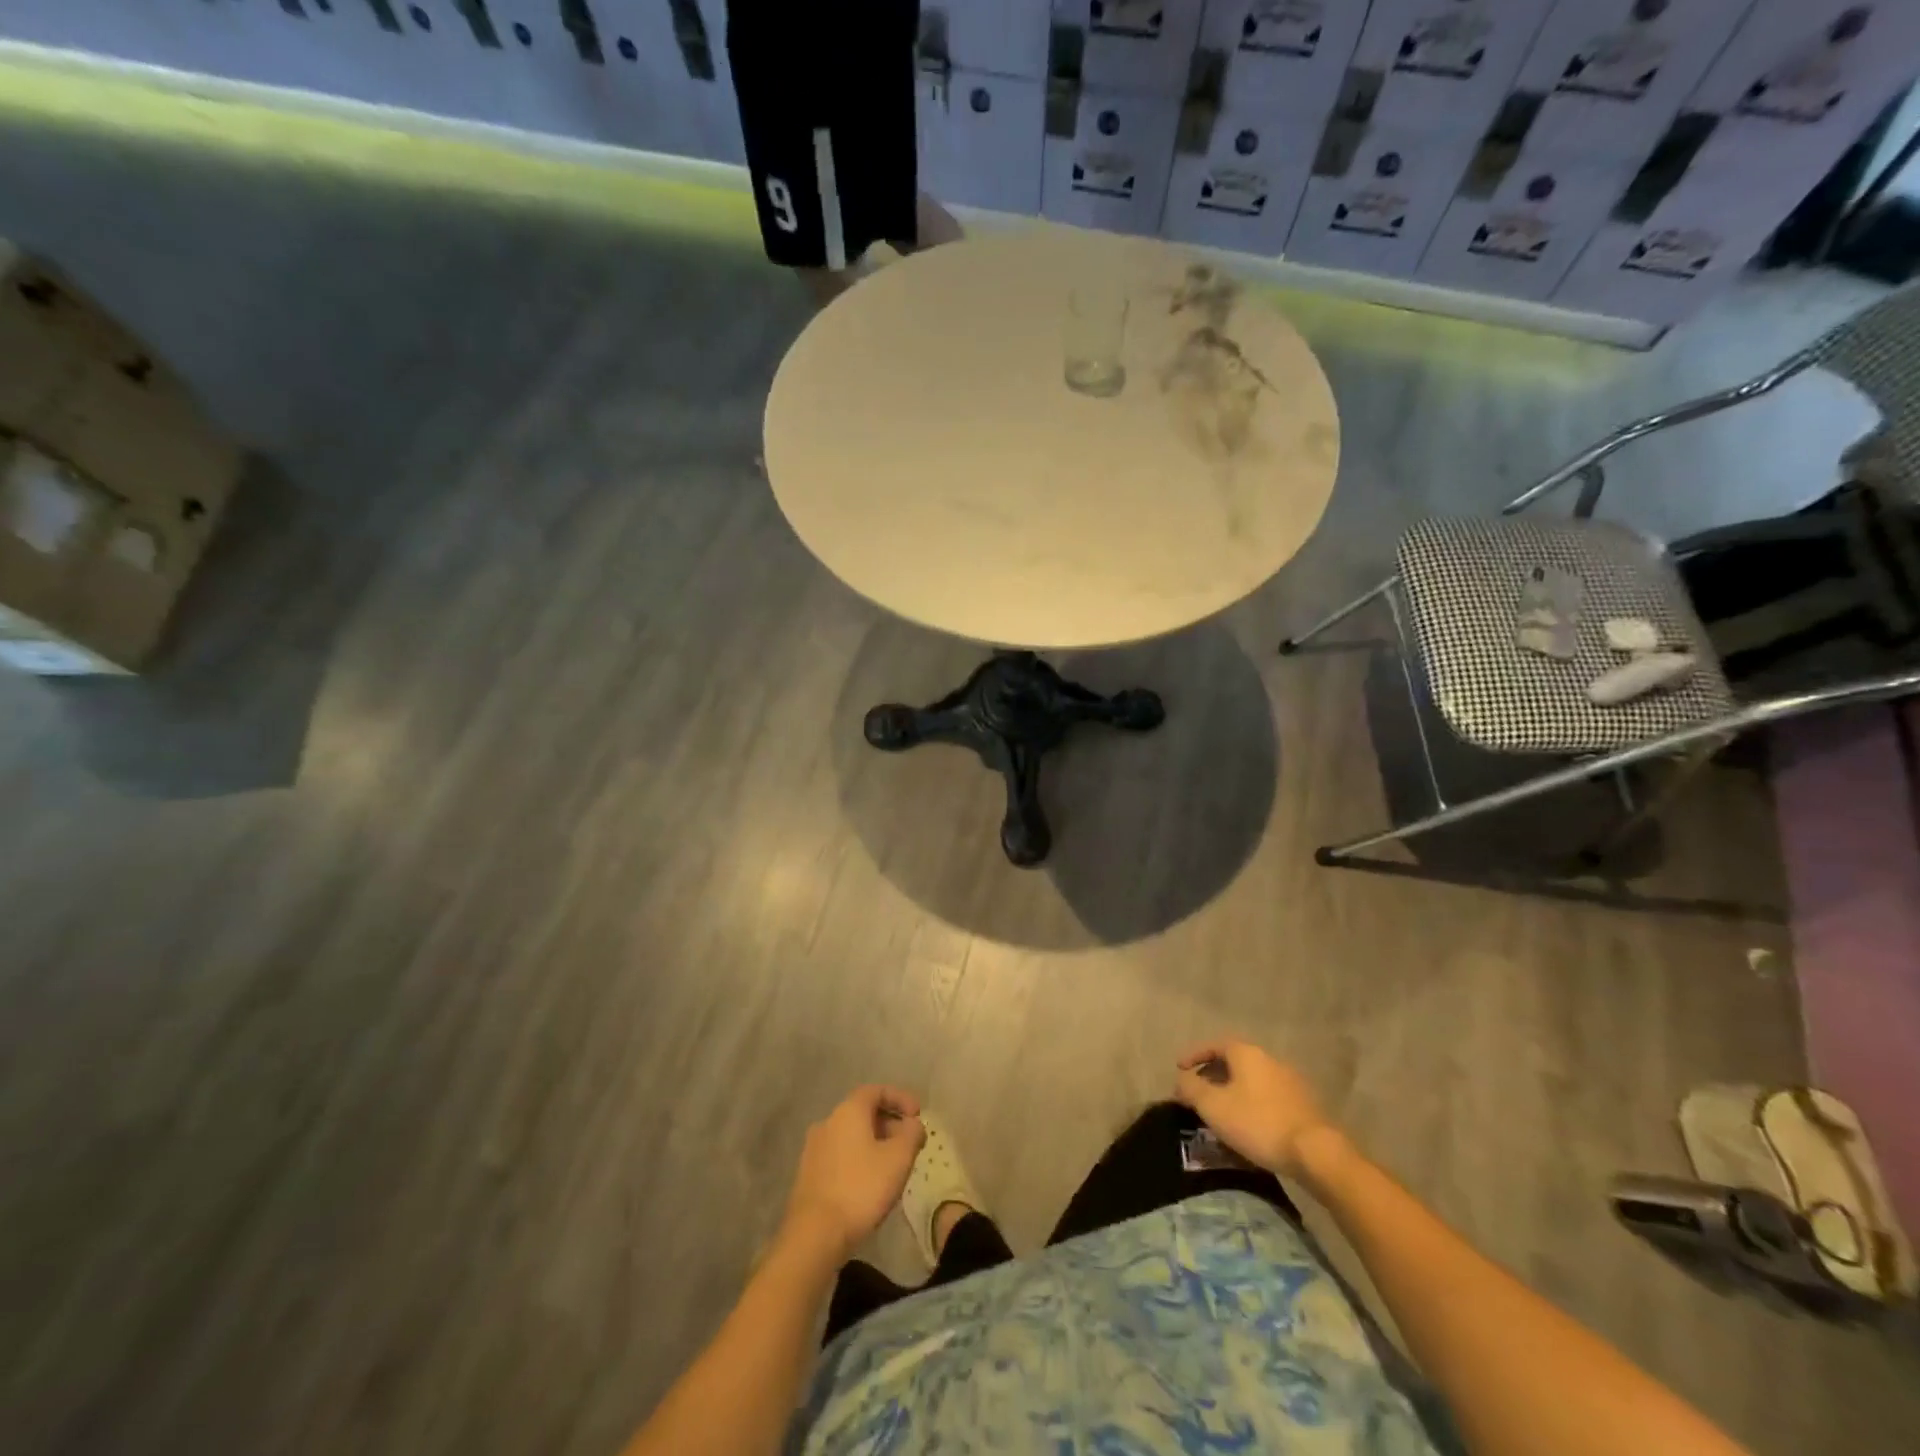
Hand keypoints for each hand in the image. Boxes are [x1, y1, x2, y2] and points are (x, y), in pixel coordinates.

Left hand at [781, 1085, 925, 1260]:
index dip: (900, 1098)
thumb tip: (913, 1124)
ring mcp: (814, 1149)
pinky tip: (871, 1183)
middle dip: (890, 1123)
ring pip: (851, 1136)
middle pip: (863, 1113)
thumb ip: (911, 1134)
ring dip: (875, 1143)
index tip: (918, 1114)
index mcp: (848, 1111)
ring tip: (893, 1165)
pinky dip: (859, 1159)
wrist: (814, 1234)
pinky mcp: (808, 1174)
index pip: (876, 1091)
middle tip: (910, 1143)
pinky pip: (840, 1155)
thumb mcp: (898, 1159)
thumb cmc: (861, 1188)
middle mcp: (827, 1122)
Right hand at [1174, 1040, 1334, 1174]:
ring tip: (1220, 1111)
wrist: (1315, 1152)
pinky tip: (1248, 1124)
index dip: (1194, 1055)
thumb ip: (1192, 1089)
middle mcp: (1269, 1059)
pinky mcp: (1303, 1104)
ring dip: (1233, 1091)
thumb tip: (1182, 1080)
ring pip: (1251, 1080)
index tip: (1179, 1069)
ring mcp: (1290, 1081)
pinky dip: (1251, 1103)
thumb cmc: (1258, 1123)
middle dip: (1212, 1075)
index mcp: (1246, 1053)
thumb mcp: (1214, 1106)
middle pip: (1234, 1061)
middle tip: (1198, 1093)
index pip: (1214, 1045)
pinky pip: (1267, 1096)